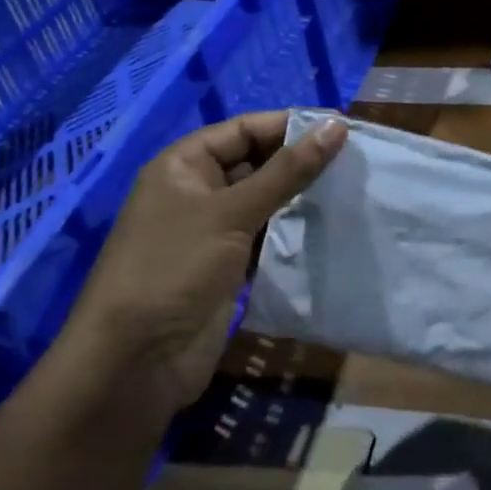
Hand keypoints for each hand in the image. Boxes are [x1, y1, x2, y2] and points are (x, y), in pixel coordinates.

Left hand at [60, 112, 347, 420]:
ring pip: (265, 201)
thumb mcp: (232, 213)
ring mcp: (211, 231)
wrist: (136, 364)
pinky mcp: (227, 267)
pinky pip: (266, 236)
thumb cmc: (175, 269)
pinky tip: (329, 227)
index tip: (343, 128)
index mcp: (184, 165)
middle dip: (300, 161)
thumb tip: (336, 126)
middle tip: (355, 161)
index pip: (245, 129)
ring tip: (351, 190)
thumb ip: (288, 171)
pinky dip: (293, 232)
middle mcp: (196, 191)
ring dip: (301, 197)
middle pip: (257, 162)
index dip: (291, 125)